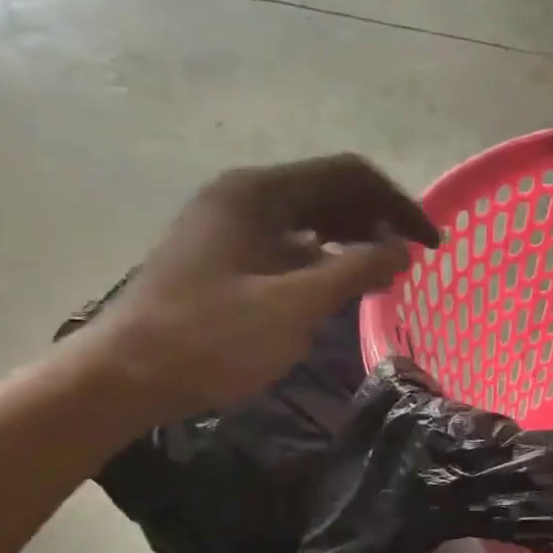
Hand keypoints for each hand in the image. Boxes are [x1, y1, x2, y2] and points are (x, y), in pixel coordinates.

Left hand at [76, 156, 440, 426]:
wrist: (123, 378)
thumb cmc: (208, 338)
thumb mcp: (293, 307)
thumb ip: (354, 271)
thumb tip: (402, 251)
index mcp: (258, 192)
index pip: (349, 175)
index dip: (397, 205)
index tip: (429, 244)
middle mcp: (244, 196)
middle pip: (330, 191)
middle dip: (377, 221)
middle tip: (409, 262)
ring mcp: (231, 224)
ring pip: (310, 217)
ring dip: (353, 239)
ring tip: (383, 275)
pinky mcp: (225, 254)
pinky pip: (289, 242)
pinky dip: (323, 258)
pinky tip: (339, 285)